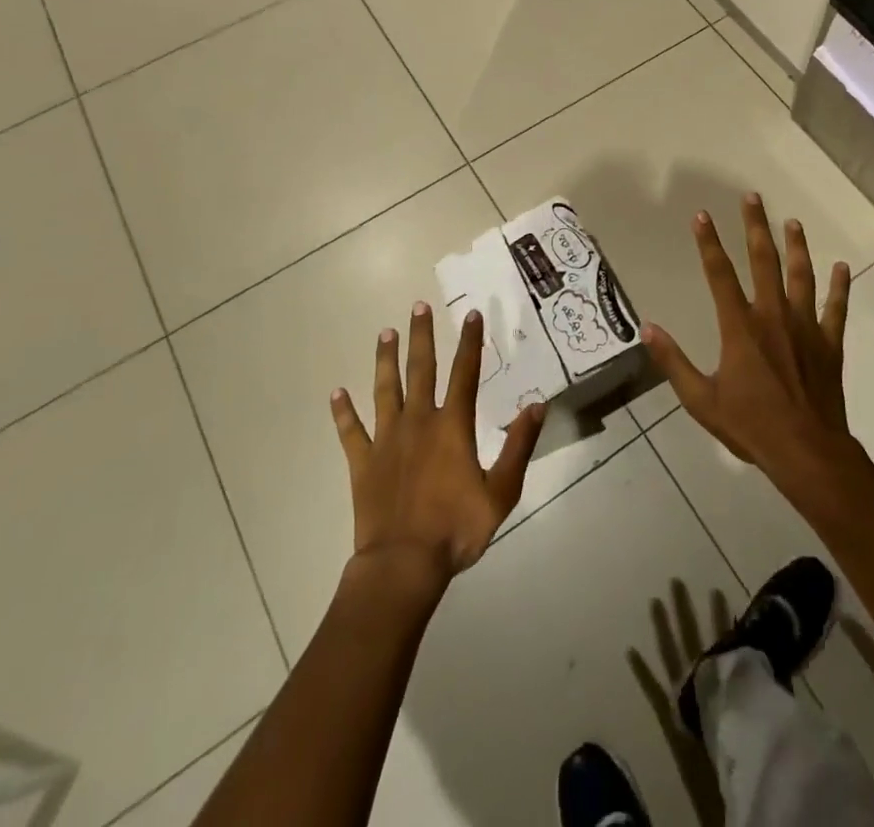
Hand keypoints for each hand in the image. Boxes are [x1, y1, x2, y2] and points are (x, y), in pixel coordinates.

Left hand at [331, 303, 545, 586]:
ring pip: (385, 389)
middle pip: (421, 370)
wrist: (402, 565)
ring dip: (385, 360)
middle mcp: (419, 422)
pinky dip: (343, 412)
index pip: (465, 373)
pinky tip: (336, 392)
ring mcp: (387, 440)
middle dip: (422, 336)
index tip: (471, 314)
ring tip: (385, 333)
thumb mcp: (501, 491)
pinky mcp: (363, 462)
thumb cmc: (456, 529)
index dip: (470, 342)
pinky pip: (350, 431)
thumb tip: (537, 405)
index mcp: (452, 427)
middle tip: (418, 306)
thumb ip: (519, 446)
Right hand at [642, 194, 859, 499]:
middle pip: (763, 261)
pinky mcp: (829, 343)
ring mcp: (805, 326)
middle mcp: (772, 315)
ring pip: (801, 275)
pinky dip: (840, 287)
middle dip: (755, 227)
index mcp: (740, 327)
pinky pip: (836, 308)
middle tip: (752, 198)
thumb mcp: (700, 399)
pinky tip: (843, 267)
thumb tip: (647, 328)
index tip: (702, 215)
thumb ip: (673, 361)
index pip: (719, 273)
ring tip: (792, 222)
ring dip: (796, 246)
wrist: (806, 451)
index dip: (708, 242)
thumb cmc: (750, 426)